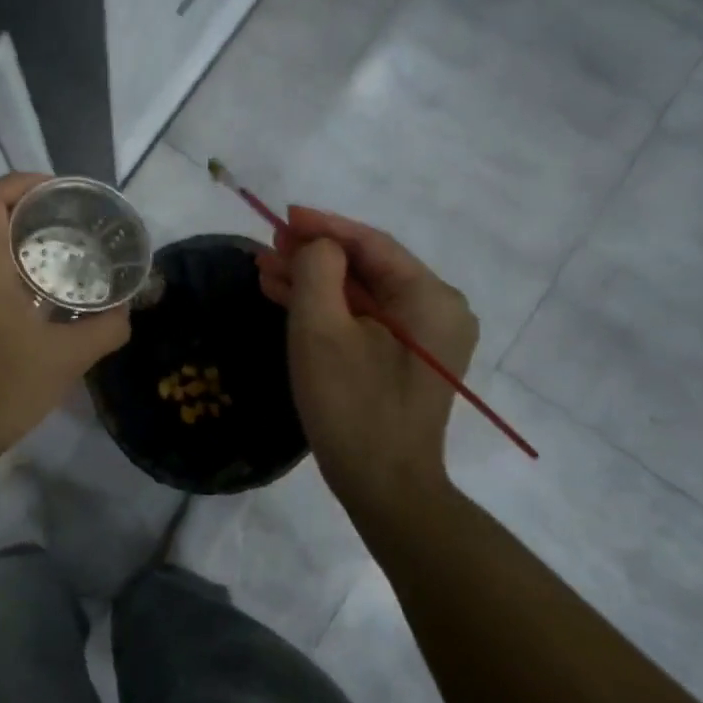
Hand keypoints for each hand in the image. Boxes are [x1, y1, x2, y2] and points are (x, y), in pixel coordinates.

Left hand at [0, 173, 130, 464]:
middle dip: (16, 205)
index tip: (56, 192)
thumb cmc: (2, 387)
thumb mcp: (66, 359)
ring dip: (2, 235)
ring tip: (47, 251)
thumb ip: (104, 330)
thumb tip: (126, 313)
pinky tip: (24, 294)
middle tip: (58, 218)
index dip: (20, 183)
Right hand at [255, 207, 477, 517]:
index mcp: (430, 297)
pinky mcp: (407, 359)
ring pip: (362, 294)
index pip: (371, 244)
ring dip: (314, 282)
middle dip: (313, 256)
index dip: (323, 226)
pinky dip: (327, 309)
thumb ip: (317, 271)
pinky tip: (287, 298)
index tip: (282, 216)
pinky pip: (365, 319)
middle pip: (367, 267)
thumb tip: (319, 248)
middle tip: (267, 247)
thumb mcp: (321, 331)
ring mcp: (425, 337)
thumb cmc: (352, 406)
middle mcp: (437, 309)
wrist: (383, 486)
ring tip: (265, 270)